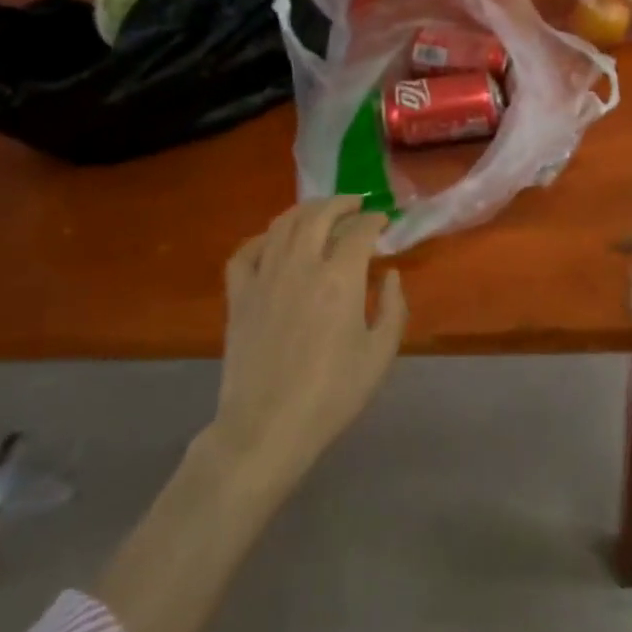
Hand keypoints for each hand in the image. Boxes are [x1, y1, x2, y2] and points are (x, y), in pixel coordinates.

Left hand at [213, 197, 407, 481]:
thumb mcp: (380, 354)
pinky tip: (273, 242)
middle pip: (319, 214)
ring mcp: (264, 277)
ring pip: (282, 224)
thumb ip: (393, 307)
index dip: (375, 221)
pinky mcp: (238, 296)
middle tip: (356, 205)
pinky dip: (262, 238)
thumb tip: (390, 274)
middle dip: (341, 203)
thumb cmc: (332, 394)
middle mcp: (301, 265)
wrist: (267, 428)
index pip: (359, 231)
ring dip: (305, 210)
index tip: (384, 223)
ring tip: (320, 212)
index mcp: (340, 278)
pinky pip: (246, 252)